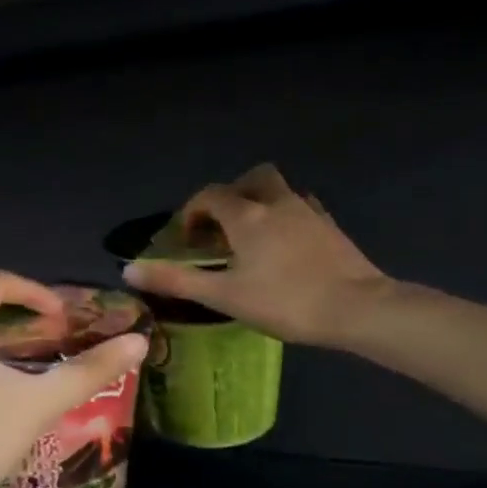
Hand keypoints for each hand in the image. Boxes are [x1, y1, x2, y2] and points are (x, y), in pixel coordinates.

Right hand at [123, 165, 391, 348]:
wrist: (357, 308)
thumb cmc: (285, 301)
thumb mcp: (224, 295)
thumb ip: (176, 280)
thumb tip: (129, 268)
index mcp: (247, 215)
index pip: (211, 195)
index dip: (193, 211)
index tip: (186, 238)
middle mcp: (277, 202)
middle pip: (251, 178)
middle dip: (231, 195)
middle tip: (222, 227)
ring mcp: (309, 212)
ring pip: (279, 190)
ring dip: (260, 203)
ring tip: (252, 237)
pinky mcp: (330, 227)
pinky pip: (302, 208)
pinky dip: (286, 217)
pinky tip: (286, 245)